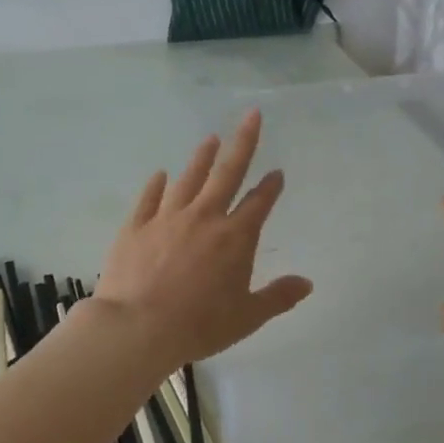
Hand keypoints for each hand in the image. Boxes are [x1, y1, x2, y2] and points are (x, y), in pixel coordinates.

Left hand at [93, 109, 312, 368]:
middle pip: (227, 173)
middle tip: (251, 115)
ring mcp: (167, 218)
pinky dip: (156, 185)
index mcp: (235, 237)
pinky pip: (149, 198)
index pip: (259, 203)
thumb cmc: (199, 325)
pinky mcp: (136, 226)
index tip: (277, 173)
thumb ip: (278, 297)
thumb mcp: (247, 317)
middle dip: (243, 142)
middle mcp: (204, 217)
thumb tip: (307, 283)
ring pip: (189, 179)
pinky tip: (160, 175)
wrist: (137, 327)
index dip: (270, 187)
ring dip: (201, 157)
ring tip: (210, 139)